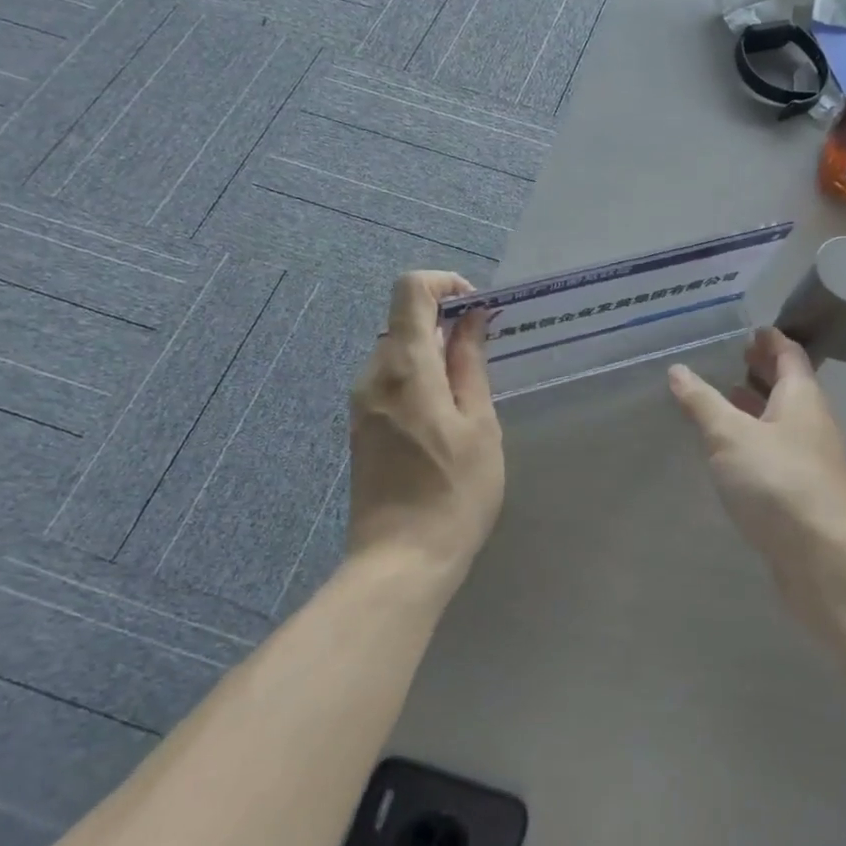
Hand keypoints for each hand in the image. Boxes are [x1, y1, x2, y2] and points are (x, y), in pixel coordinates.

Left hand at [348, 272, 504, 589]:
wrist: (400, 561)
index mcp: (405, 366)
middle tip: (485, 357)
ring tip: (469, 394)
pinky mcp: (360, 425)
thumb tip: (472, 318)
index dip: (446, 284)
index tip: (478, 311)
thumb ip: (472, 364)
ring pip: (399, 351)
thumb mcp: (479, 424)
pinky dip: (419, 377)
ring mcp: (361, 401)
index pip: (411, 289)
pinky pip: (390, 379)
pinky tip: (444, 418)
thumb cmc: (454, 492)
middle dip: (447, 323)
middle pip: (405, 319)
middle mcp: (373, 374)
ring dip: (435, 354)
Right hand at [668, 327, 845, 618]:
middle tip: (732, 358)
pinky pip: (775, 452)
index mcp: (801, 398)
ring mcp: (810, 461)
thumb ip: (702, 403)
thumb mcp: (730, 435)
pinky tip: (731, 452)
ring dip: (756, 407)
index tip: (749, 329)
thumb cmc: (779, 482)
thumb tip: (678, 370)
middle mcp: (810, 423)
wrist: (826, 559)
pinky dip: (754, 440)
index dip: (770, 339)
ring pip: (781, 421)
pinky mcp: (801, 493)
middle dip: (762, 370)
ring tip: (724, 398)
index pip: (789, 355)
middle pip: (788, 387)